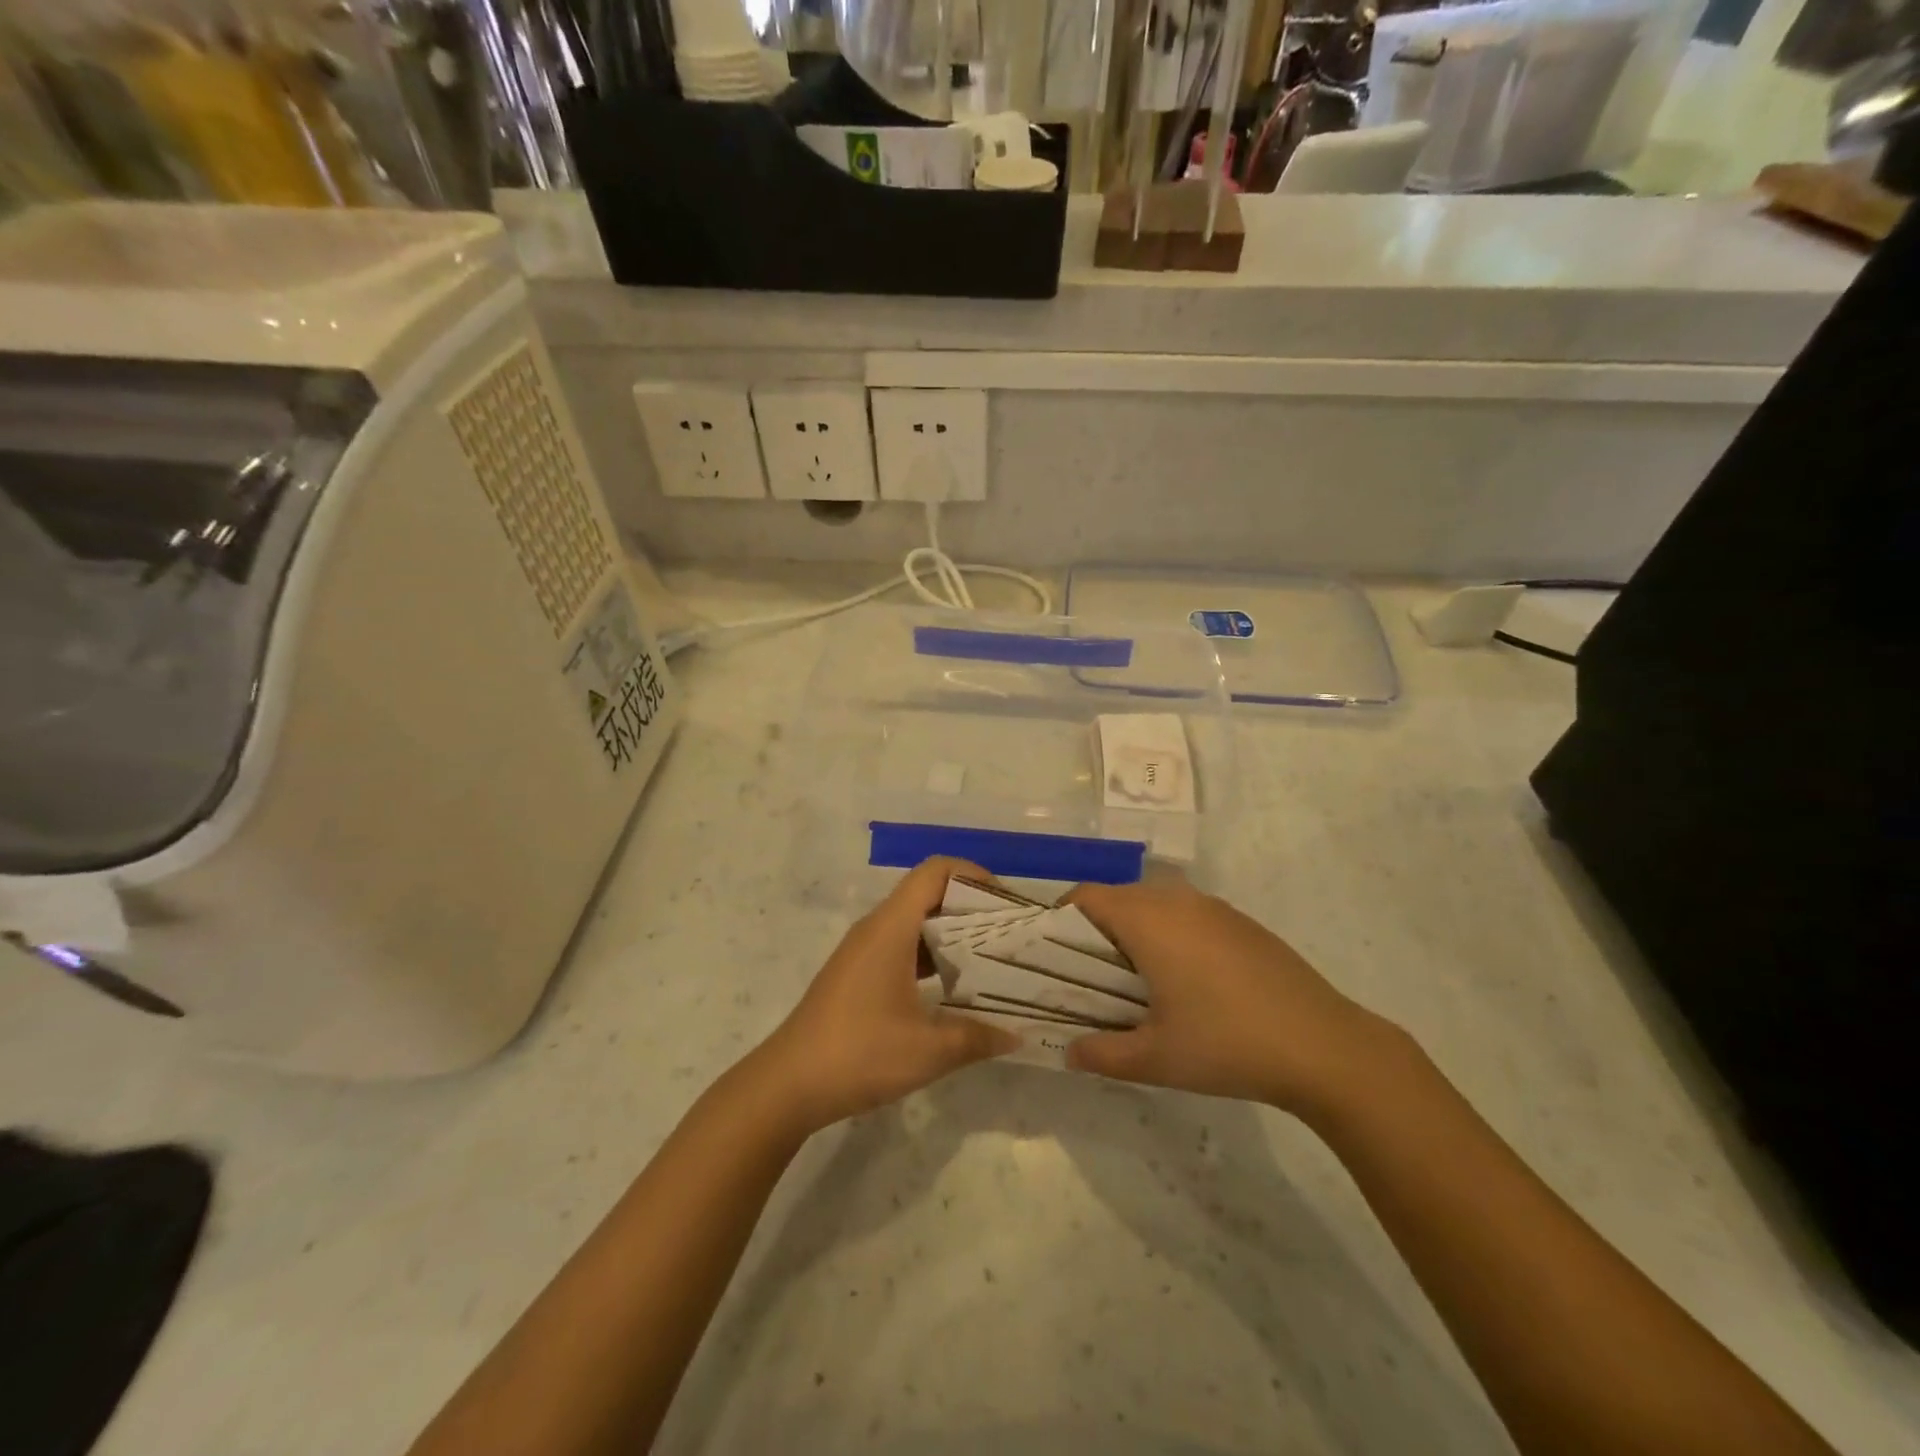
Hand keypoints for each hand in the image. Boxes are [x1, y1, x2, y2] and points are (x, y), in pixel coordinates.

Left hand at [756, 858, 1016, 1134]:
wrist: (788, 1085)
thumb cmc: (859, 1054)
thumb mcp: (928, 1051)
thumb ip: (977, 1038)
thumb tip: (1017, 1035)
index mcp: (891, 928)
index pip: (934, 872)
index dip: (972, 874)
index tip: (1004, 903)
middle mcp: (876, 928)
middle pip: (927, 894)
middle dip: (969, 907)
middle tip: (1006, 936)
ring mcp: (863, 952)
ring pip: (914, 923)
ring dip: (951, 935)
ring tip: (989, 961)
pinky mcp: (856, 975)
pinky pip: (901, 947)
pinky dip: (930, 957)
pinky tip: (952, 990)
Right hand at [1065, 877, 1398, 1117]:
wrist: (1325, 1046)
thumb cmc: (1227, 1044)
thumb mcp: (1155, 1058)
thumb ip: (1101, 1054)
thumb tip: (1068, 1051)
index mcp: (1148, 920)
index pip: (1087, 896)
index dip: (1062, 919)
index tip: (1054, 956)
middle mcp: (1178, 900)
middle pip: (1119, 898)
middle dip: (1097, 930)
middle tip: (1091, 976)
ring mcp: (1215, 908)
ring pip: (1156, 904)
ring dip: (1136, 931)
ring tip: (1137, 982)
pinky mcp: (1243, 923)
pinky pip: (1189, 915)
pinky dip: (1171, 935)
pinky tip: (1189, 982)